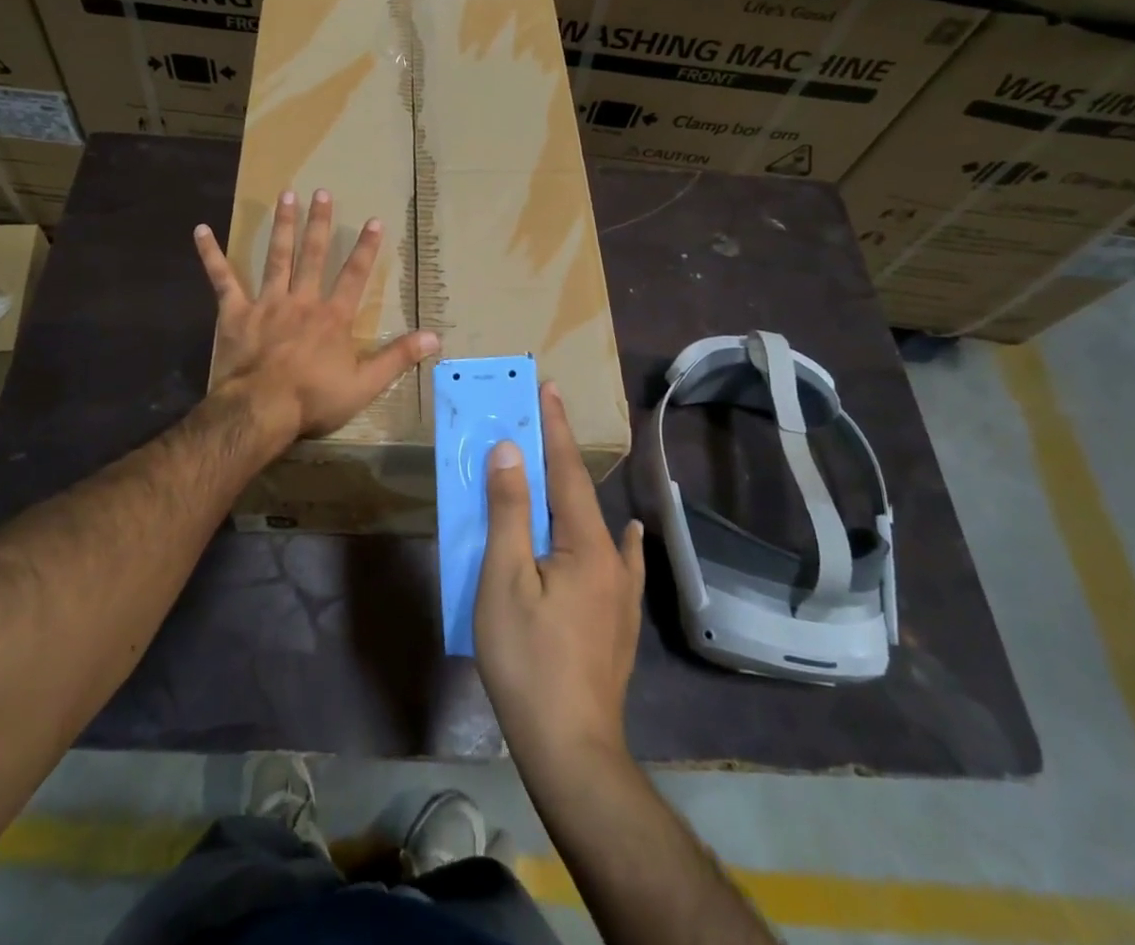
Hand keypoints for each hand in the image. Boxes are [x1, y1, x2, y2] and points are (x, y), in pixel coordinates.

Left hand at [195, 189, 438, 449]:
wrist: (261, 410)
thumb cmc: (314, 399)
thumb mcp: (365, 383)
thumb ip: (398, 357)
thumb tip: (436, 337)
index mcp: (333, 317)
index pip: (355, 276)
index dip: (366, 248)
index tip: (374, 220)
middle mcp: (302, 301)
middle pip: (313, 255)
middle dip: (319, 223)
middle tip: (321, 192)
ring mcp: (267, 303)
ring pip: (276, 257)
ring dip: (282, 226)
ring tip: (286, 195)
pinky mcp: (236, 312)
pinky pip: (222, 279)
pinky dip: (211, 254)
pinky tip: (201, 230)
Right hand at [475, 383, 645, 770]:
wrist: (571, 747)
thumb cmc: (528, 659)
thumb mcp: (505, 579)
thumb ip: (510, 512)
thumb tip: (510, 452)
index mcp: (584, 543)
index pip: (566, 470)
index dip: (555, 427)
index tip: (549, 387)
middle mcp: (612, 559)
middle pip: (581, 493)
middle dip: (560, 454)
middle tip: (541, 421)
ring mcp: (621, 592)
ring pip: (597, 526)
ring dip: (577, 493)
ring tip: (563, 472)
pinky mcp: (620, 620)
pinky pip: (621, 563)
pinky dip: (620, 540)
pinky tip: (629, 536)